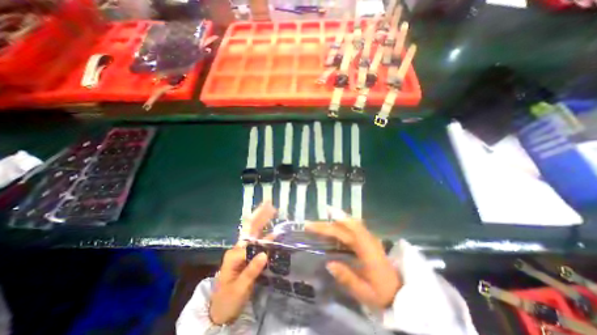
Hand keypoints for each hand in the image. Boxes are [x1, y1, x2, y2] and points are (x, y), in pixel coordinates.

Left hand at [208, 202, 275, 323]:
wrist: (220, 312)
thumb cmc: (227, 300)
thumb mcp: (239, 288)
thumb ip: (251, 270)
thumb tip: (265, 253)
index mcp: (235, 254)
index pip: (248, 235)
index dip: (260, 223)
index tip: (270, 213)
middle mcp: (239, 249)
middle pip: (250, 228)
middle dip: (260, 215)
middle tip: (271, 204)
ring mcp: (243, 253)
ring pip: (255, 234)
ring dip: (264, 222)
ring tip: (273, 212)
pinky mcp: (248, 257)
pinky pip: (258, 244)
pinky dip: (266, 236)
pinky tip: (273, 232)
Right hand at [308, 211, 399, 310]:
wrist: (399, 292)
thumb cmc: (382, 293)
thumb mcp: (365, 293)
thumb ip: (347, 278)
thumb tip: (329, 263)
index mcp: (368, 251)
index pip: (351, 232)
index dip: (338, 222)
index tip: (326, 214)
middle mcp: (368, 240)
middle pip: (345, 227)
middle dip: (326, 225)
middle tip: (309, 225)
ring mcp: (368, 238)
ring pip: (348, 224)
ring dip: (332, 221)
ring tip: (317, 223)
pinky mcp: (366, 240)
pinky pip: (351, 228)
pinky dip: (339, 224)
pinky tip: (331, 226)